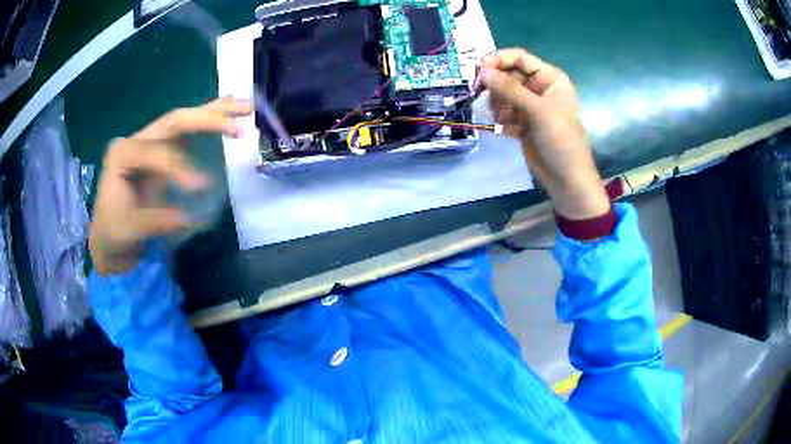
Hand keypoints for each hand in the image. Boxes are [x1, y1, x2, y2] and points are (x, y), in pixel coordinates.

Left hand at [89, 98, 250, 274]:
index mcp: (122, 154)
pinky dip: (209, 119)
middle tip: (239, 123)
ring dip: (215, 112)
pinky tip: (228, 111)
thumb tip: (188, 217)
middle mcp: (137, 139)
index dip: (177, 165)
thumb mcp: (129, 230)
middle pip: (174, 121)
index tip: (201, 186)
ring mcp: (150, 141)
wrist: (110, 234)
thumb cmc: (115, 231)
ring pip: (184, 119)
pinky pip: (187, 129)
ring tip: (246, 107)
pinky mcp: (162, 149)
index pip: (154, 151)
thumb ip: (155, 220)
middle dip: (207, 119)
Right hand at [479, 49, 609, 219]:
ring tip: (505, 120)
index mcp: (549, 78)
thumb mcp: (538, 110)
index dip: (499, 60)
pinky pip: (503, 112)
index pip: (520, 58)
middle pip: (508, 75)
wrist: (566, 178)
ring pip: (502, 94)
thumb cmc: (561, 140)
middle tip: (483, 96)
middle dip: (496, 86)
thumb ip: (509, 89)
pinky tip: (508, 131)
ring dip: (498, 105)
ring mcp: (530, 106)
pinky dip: (502, 120)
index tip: (479, 70)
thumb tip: (481, 70)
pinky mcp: (522, 122)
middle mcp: (539, 88)